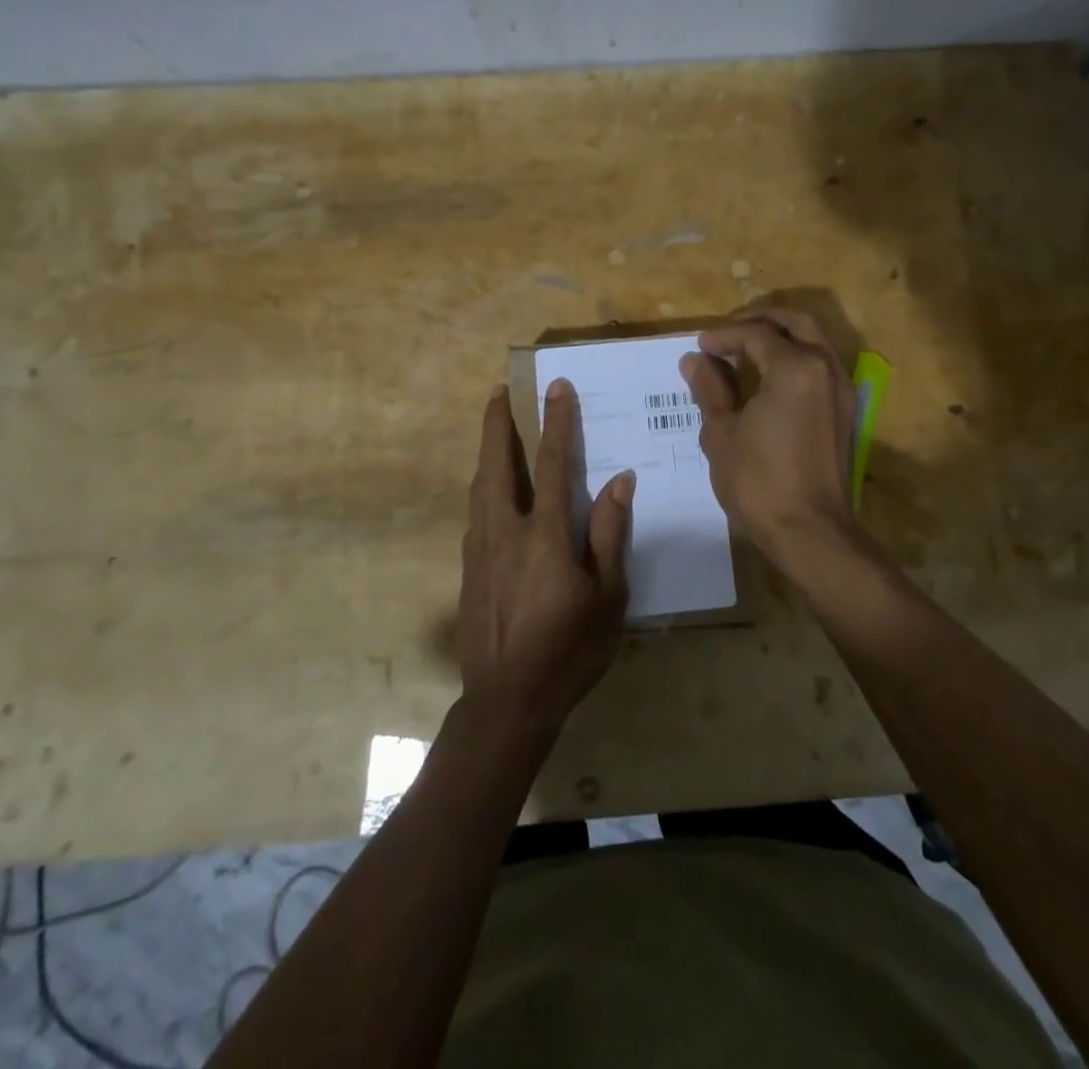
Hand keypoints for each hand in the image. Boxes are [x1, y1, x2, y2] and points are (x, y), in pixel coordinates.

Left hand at [457, 381, 631, 737]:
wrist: (507, 700)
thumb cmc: (569, 649)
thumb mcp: (608, 596)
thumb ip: (609, 534)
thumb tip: (620, 481)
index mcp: (545, 535)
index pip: (553, 464)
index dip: (557, 422)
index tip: (557, 387)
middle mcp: (506, 531)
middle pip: (497, 465)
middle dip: (496, 424)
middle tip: (497, 391)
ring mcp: (480, 550)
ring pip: (480, 488)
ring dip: (487, 453)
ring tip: (492, 431)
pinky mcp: (468, 570)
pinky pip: (476, 515)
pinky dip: (484, 489)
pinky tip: (492, 494)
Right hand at [682, 308, 856, 559]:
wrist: (811, 532)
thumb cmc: (759, 482)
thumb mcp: (722, 433)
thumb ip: (710, 389)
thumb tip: (695, 360)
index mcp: (795, 368)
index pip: (756, 334)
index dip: (724, 335)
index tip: (699, 346)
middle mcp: (825, 369)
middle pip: (797, 322)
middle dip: (761, 319)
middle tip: (729, 332)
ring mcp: (842, 390)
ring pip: (815, 340)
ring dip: (782, 336)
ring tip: (747, 350)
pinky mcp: (845, 412)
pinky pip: (821, 365)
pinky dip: (796, 357)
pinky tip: (770, 378)